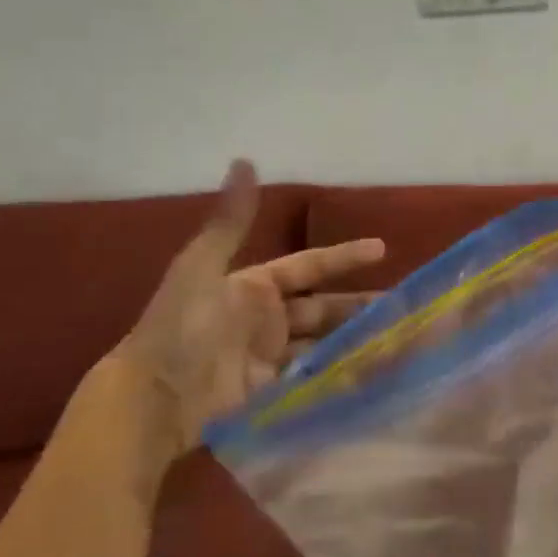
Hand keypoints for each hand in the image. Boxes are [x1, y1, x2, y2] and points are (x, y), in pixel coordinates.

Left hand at [92, 160, 383, 471]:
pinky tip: (368, 373)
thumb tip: (245, 159)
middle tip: (401, 306)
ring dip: (354, 341)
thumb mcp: (203, 267)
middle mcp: (266, 318)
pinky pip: (312, 378)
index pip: (309, 266)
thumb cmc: (181, 328)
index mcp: (253, 286)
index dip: (343, 257)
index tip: (381, 249)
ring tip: (394, 341)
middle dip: (359, 306)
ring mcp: (270, 356)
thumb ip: (231, 221)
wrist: (155, 397)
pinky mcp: (271, 392)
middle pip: (323, 308)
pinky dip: (338, 374)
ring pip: (323, 343)